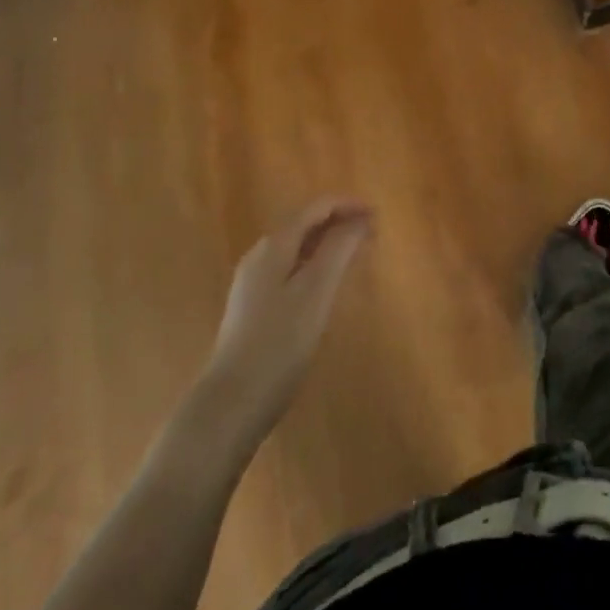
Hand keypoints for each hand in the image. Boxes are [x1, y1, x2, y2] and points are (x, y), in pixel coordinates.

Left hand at [205, 198, 373, 437]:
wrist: (230, 403)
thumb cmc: (279, 343)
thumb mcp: (316, 291)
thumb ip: (338, 249)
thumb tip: (358, 219)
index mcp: (274, 245)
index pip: (316, 208)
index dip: (348, 205)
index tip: (378, 216)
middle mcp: (260, 255)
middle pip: (304, 224)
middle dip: (339, 222)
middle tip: (372, 235)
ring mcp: (252, 283)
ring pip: (297, 248)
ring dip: (328, 244)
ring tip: (356, 256)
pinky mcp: (252, 308)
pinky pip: (289, 269)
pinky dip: (315, 265)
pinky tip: (326, 287)